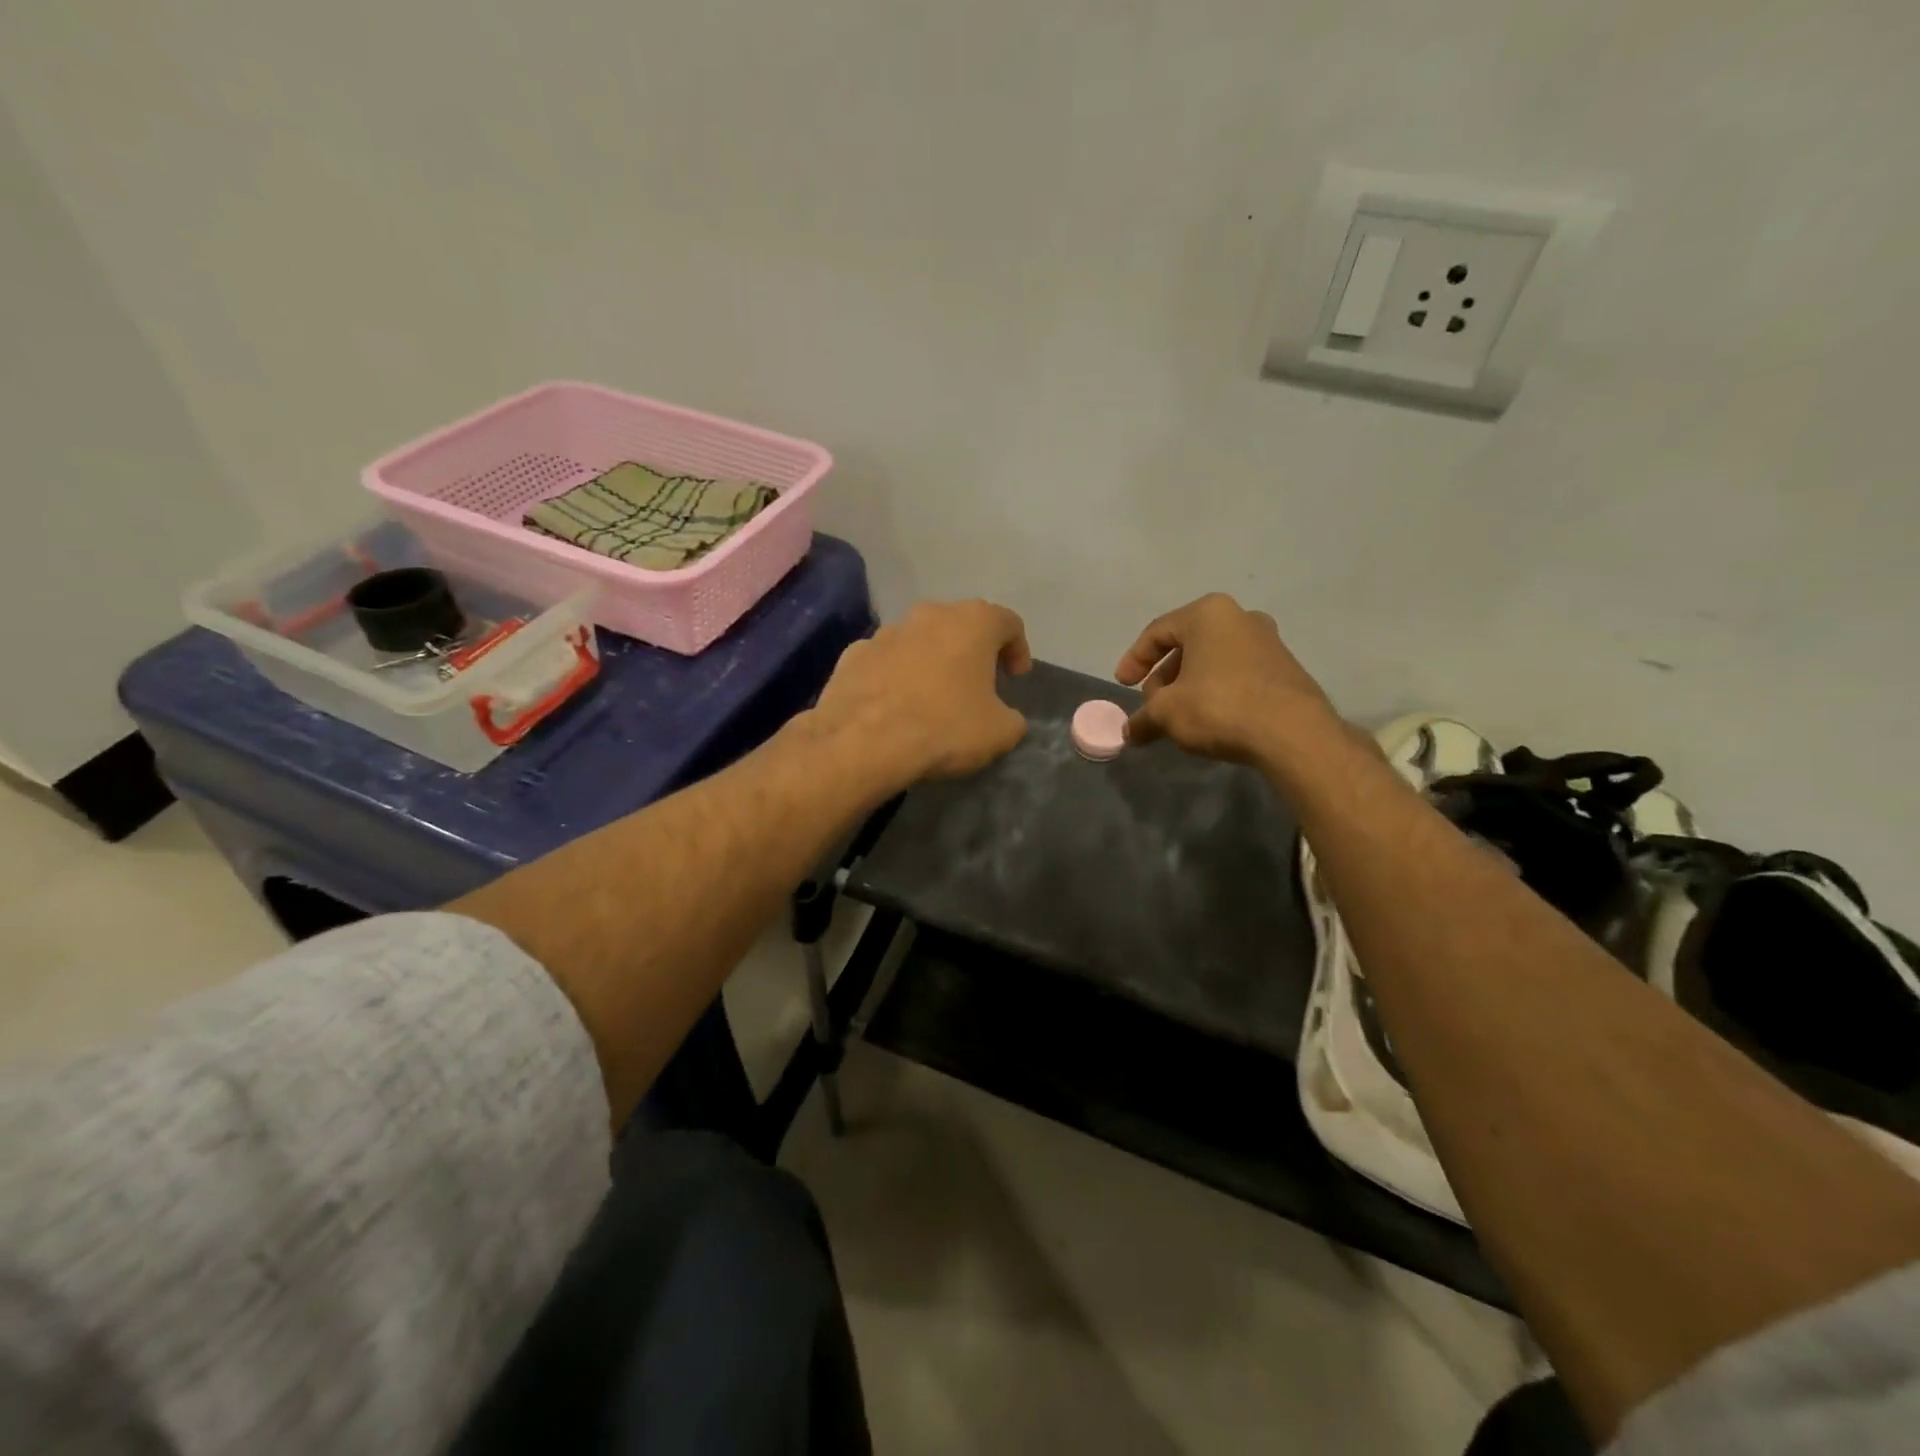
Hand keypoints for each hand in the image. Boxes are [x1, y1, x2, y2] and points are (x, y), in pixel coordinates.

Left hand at [814, 599, 1032, 784]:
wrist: (863, 742)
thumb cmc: (944, 728)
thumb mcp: (1000, 733)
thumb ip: (1012, 718)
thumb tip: (1005, 718)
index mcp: (973, 622)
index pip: (1008, 623)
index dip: (1018, 649)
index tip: (1016, 677)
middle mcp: (929, 614)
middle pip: (961, 625)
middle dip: (972, 651)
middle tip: (978, 684)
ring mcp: (886, 631)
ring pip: (920, 640)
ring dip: (931, 660)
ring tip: (933, 697)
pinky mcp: (853, 654)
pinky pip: (885, 660)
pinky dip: (895, 675)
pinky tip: (894, 705)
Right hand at [1116, 594, 1339, 765]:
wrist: (1293, 733)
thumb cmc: (1219, 707)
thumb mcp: (1167, 713)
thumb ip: (1143, 719)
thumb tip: (1129, 733)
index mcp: (1208, 614)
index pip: (1157, 632)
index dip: (1134, 660)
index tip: (1123, 685)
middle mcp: (1240, 618)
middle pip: (1187, 645)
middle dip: (1164, 676)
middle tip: (1152, 704)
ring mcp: (1268, 642)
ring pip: (1213, 660)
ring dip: (1189, 686)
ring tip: (1178, 716)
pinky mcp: (1285, 669)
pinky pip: (1237, 674)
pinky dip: (1216, 692)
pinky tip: (1210, 720)